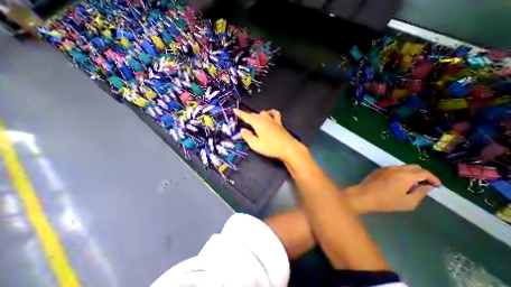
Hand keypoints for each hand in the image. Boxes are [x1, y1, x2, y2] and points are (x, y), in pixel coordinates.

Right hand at [234, 108, 304, 161]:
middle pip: (254, 115)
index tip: (234, 110)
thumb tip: (243, 130)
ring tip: (254, 120)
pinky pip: (274, 114)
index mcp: (257, 123)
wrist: (287, 148)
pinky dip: (270, 113)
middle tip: (243, 119)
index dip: (239, 113)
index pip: (246, 116)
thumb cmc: (270, 147)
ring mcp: (273, 120)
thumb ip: (247, 136)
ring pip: (262, 113)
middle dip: (247, 116)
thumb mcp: (255, 144)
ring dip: (257, 115)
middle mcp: (264, 118)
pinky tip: (269, 115)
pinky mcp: (279, 123)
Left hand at [346, 164, 440, 211]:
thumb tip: (428, 186)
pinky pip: (393, 168)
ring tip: (411, 184)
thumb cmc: (386, 201)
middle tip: (424, 184)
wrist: (363, 195)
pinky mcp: (377, 170)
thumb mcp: (409, 202)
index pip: (425, 172)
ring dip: (410, 173)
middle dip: (422, 174)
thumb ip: (421, 193)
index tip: (437, 186)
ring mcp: (385, 168)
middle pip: (414, 167)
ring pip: (402, 167)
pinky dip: (400, 172)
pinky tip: (398, 182)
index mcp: (405, 175)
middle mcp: (395, 169)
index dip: (433, 178)